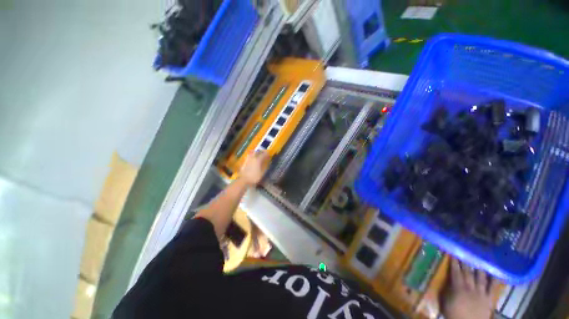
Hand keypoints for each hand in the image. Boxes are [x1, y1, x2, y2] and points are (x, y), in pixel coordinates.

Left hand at [239, 151, 269, 185]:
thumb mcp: (262, 172)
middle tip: (264, 153)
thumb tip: (268, 162)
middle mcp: (253, 158)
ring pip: (252, 153)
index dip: (267, 154)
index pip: (263, 154)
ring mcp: (248, 159)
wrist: (244, 180)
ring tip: (258, 154)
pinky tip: (253, 158)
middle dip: (261, 151)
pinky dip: (252, 155)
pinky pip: (249, 156)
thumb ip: (265, 166)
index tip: (269, 154)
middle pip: (257, 152)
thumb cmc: (254, 177)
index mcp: (258, 160)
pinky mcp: (244, 162)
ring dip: (256, 152)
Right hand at [442, 259, 498, 318]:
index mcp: (458, 288)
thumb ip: (447, 290)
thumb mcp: (446, 303)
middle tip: (465, 253)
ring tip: (479, 260)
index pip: (456, 272)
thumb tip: (447, 280)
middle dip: (466, 263)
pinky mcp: (489, 299)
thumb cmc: (454, 314)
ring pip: (480, 278)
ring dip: (479, 269)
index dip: (454, 263)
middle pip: (468, 273)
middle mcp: (470, 288)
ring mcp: (481, 293)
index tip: (453, 254)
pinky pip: (493, 288)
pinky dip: (494, 280)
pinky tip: (495, 273)